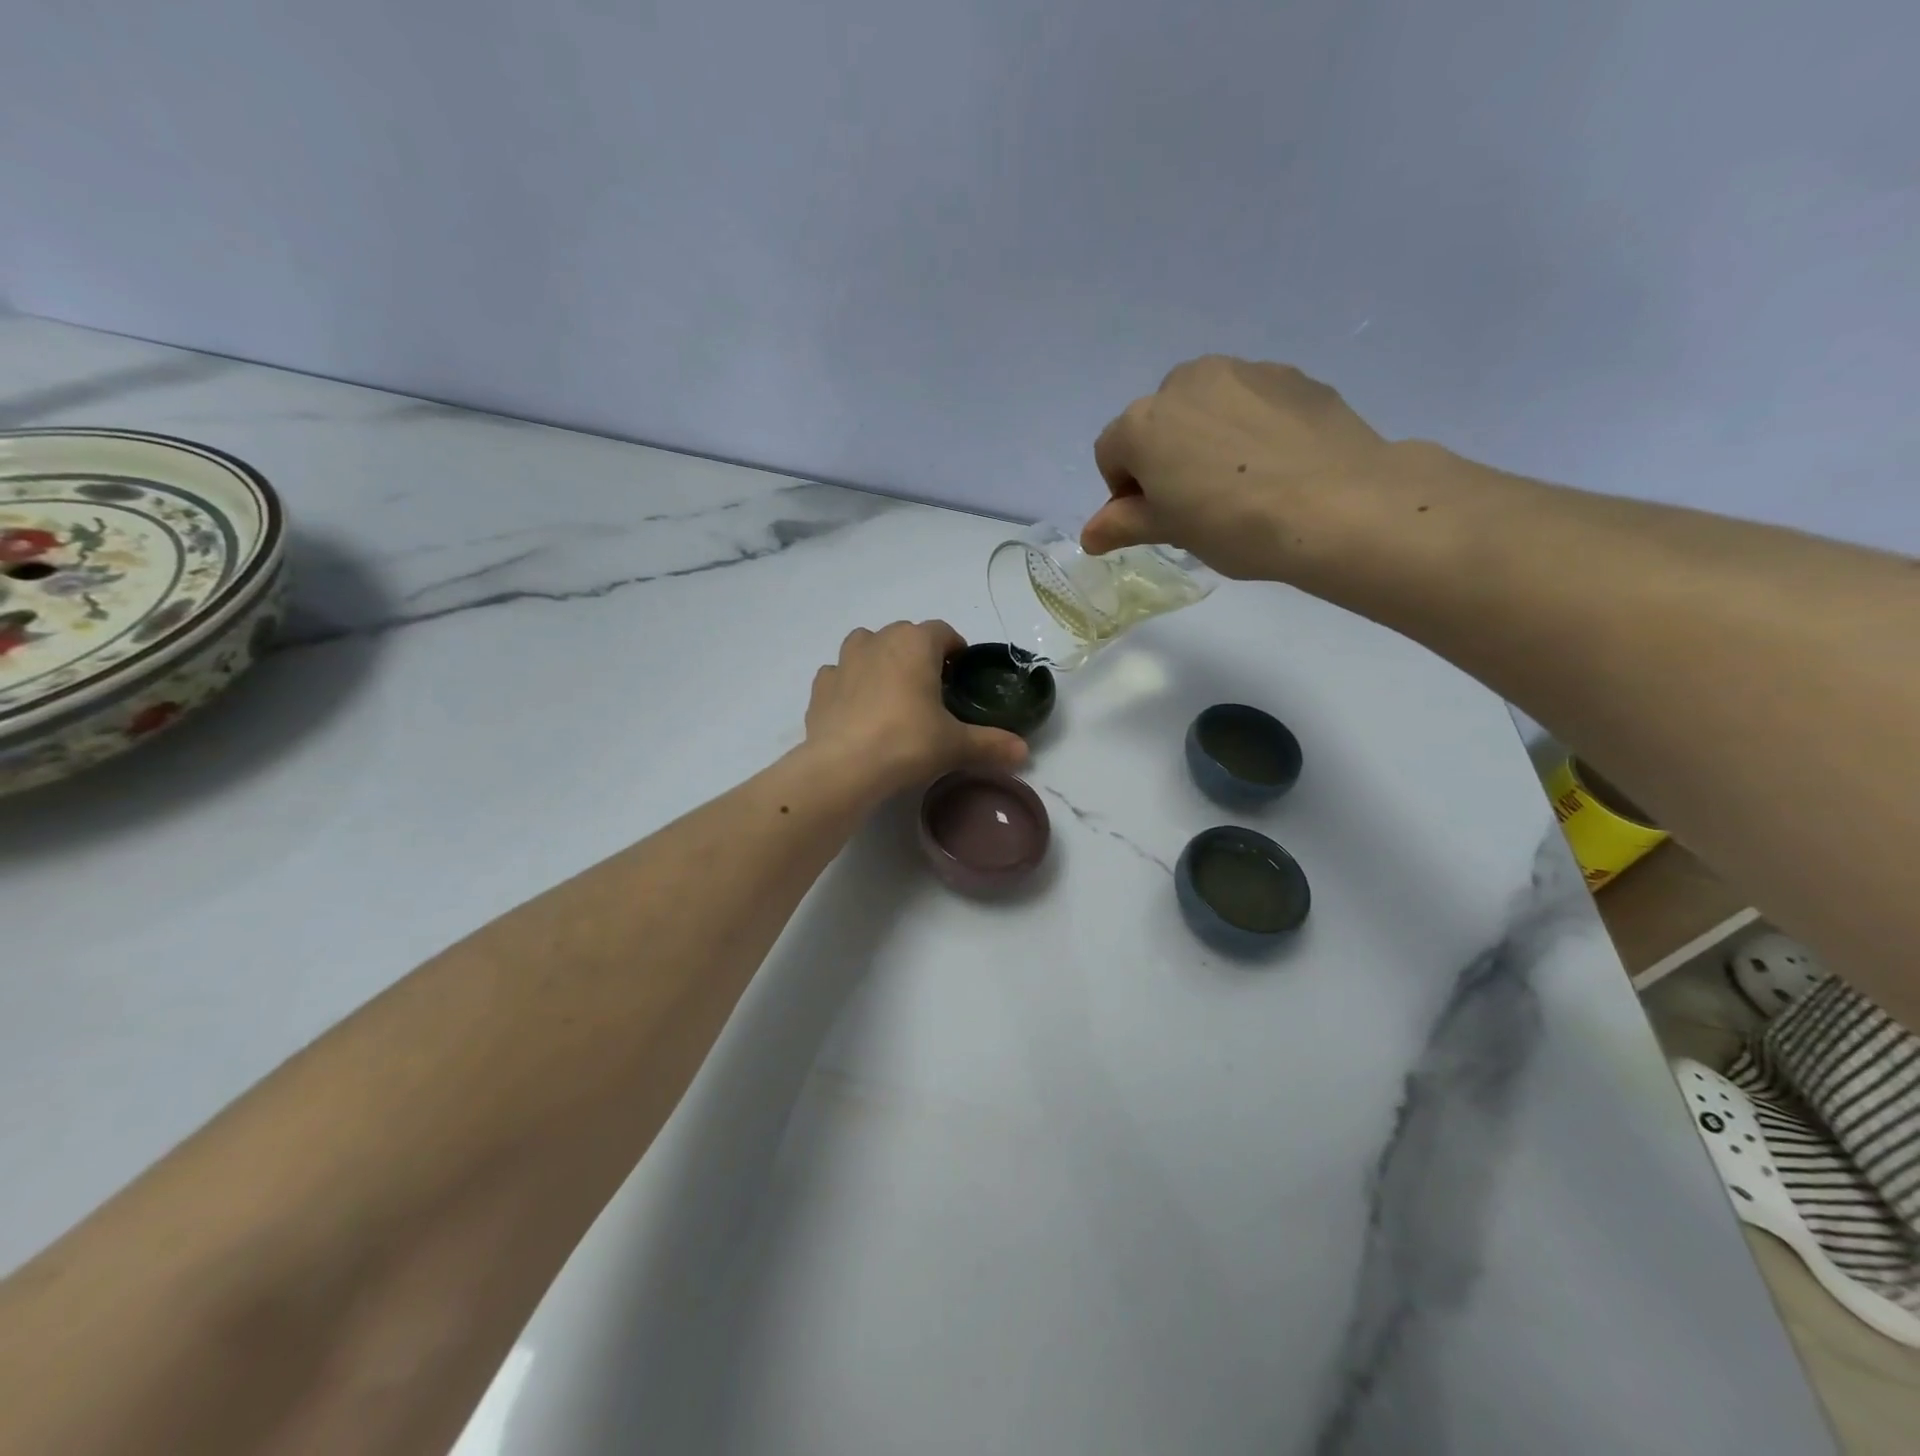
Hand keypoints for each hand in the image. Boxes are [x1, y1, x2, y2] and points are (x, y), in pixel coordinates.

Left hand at [803, 621, 1027, 796]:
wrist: (842, 767)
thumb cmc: (906, 742)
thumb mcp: (955, 746)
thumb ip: (991, 744)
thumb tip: (1024, 752)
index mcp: (916, 643)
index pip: (943, 631)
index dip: (955, 649)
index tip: (960, 673)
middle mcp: (878, 640)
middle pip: (905, 635)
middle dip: (919, 654)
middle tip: (931, 689)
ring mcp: (844, 660)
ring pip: (867, 646)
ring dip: (881, 660)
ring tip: (892, 693)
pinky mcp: (820, 686)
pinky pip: (840, 674)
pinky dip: (850, 684)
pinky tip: (859, 710)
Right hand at [1082, 355, 1400, 580]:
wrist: (1335, 504)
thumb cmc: (1233, 524)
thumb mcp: (1171, 530)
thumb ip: (1123, 524)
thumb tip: (1089, 535)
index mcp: (1143, 422)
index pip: (1110, 453)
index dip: (1123, 490)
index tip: (1154, 518)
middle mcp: (1185, 382)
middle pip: (1157, 421)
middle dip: (1165, 455)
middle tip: (1196, 500)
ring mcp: (1242, 371)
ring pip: (1205, 405)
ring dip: (1207, 436)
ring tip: (1241, 480)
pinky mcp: (1290, 375)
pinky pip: (1251, 401)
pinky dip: (1250, 426)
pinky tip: (1276, 463)